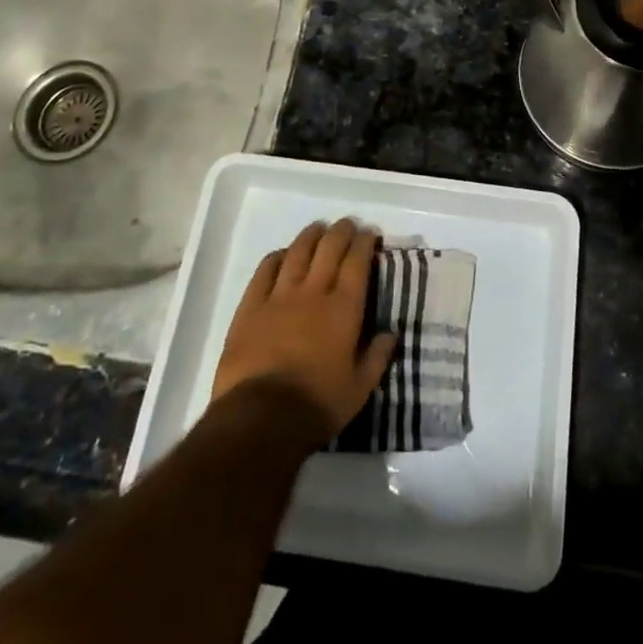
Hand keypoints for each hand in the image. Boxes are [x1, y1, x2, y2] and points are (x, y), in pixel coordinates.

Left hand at [211, 218, 396, 445]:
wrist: (261, 418)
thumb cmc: (317, 405)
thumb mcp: (359, 390)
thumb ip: (376, 358)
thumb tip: (391, 334)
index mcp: (343, 308)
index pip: (357, 262)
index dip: (364, 242)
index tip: (370, 233)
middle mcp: (314, 292)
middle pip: (329, 248)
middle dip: (341, 231)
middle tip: (347, 225)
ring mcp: (279, 296)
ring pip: (298, 252)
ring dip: (310, 236)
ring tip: (318, 228)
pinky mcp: (251, 307)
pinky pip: (265, 270)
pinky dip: (276, 257)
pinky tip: (282, 254)